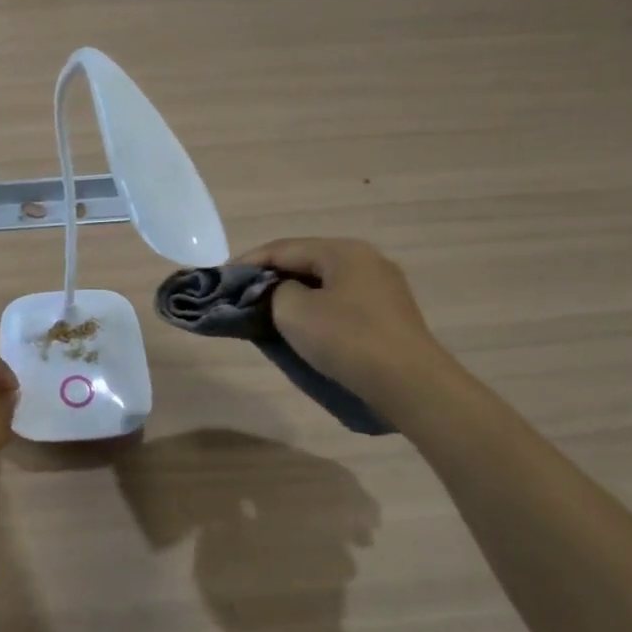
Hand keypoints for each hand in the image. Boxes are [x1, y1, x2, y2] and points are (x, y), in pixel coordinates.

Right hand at [237, 238, 449, 396]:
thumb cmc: (346, 339)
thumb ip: (274, 292)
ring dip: (294, 294)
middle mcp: (366, 260)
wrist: (410, 384)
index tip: (221, 278)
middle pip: (306, 262)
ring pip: (325, 283)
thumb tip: (282, 292)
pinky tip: (304, 326)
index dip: (248, 262)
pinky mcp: (390, 315)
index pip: (283, 248)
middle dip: (271, 277)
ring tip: (267, 311)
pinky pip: (341, 302)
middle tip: (242, 295)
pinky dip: (316, 309)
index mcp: (343, 250)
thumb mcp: (293, 311)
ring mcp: (383, 287)